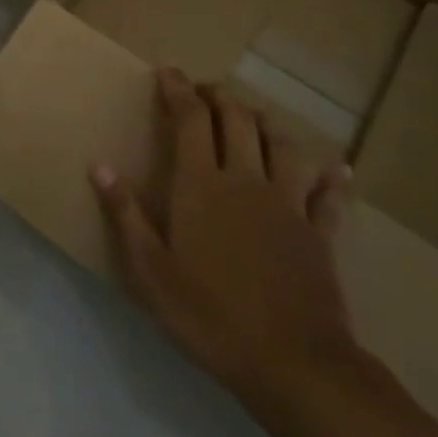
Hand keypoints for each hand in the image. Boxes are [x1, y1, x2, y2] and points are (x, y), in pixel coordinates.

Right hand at [96, 72, 437, 436]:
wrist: (295, 363)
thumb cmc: (210, 315)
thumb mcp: (151, 270)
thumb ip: (126, 214)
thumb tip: (99, 166)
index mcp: (201, 184)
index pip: (190, 119)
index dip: (178, 90)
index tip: (168, 72)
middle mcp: (246, 180)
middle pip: (238, 120)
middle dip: (220, 97)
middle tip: (205, 91)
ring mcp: (288, 204)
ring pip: (282, 145)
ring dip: (266, 123)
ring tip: (254, 118)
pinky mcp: (320, 233)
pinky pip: (330, 196)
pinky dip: (332, 178)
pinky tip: (338, 170)